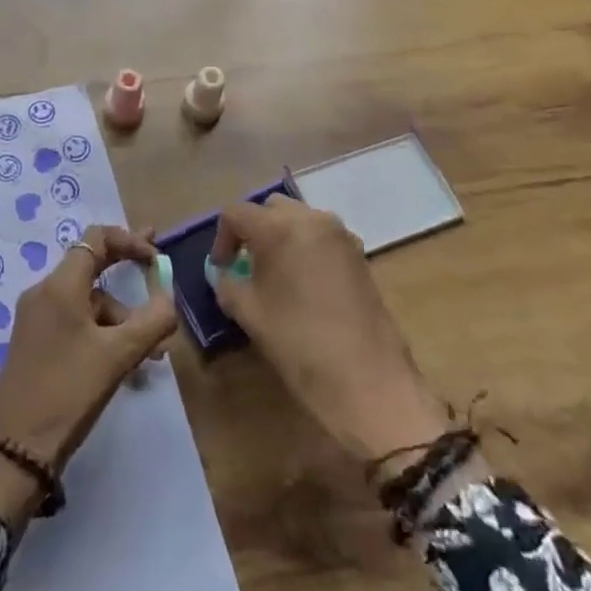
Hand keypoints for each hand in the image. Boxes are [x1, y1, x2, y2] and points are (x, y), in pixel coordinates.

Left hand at [0, 225, 175, 529]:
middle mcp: (44, 292)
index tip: (156, 258)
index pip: (96, 239)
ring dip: (119, 318)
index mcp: (60, 285)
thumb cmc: (68, 392)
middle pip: (91, 267)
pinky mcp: (34, 343)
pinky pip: (74, 323)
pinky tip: (122, 363)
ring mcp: (35, 318)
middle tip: (157, 271)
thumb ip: (151, 321)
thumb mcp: (117, 357)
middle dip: (126, 270)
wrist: (15, 450)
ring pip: (86, 302)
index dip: (129, 241)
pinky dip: (101, 333)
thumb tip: (169, 296)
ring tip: (148, 355)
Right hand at [210, 195, 451, 463]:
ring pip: (299, 218)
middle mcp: (310, 218)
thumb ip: (228, 284)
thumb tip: (226, 274)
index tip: (222, 268)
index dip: (222, 239)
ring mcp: (340, 234)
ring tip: (278, 273)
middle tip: (248, 264)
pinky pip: (323, 236)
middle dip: (254, 230)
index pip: (236, 213)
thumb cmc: (299, 344)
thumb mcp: (249, 314)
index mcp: (277, 227)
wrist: (368, 381)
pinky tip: (306, 283)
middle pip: (270, 208)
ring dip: (282, 235)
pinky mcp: (360, 253)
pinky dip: (307, 247)